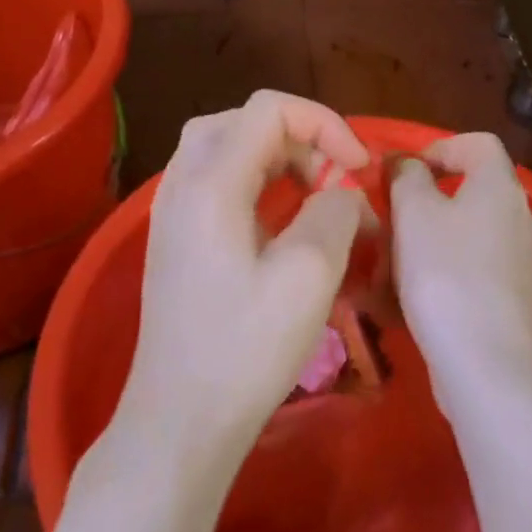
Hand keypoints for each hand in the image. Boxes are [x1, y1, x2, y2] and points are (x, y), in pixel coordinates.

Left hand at [116, 91, 372, 462]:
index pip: (269, 109)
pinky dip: (256, 182)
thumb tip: (340, 192)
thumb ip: (334, 211)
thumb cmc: (245, 349)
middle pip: (243, 121)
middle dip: (301, 139)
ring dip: (278, 158)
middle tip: (335, 181)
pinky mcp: (176, 239)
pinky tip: (282, 221)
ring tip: (315, 195)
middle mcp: (182, 184)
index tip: (359, 169)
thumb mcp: (309, 275)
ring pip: (226, 148)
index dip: (324, 124)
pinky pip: (216, 182)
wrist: (180, 421)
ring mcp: (172, 212)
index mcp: (210, 183)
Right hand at [390, 133, 531, 419]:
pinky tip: (416, 294)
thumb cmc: (445, 274)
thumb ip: (407, 176)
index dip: (439, 146)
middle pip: (474, 188)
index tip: (404, 172)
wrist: (486, 364)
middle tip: (394, 217)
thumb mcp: (413, 213)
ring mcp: (523, 260)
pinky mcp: (516, 298)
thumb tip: (407, 163)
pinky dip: (446, 268)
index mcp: (501, 187)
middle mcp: (522, 217)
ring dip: (433, 236)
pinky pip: (476, 266)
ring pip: (471, 230)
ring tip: (396, 260)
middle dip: (429, 198)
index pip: (478, 143)